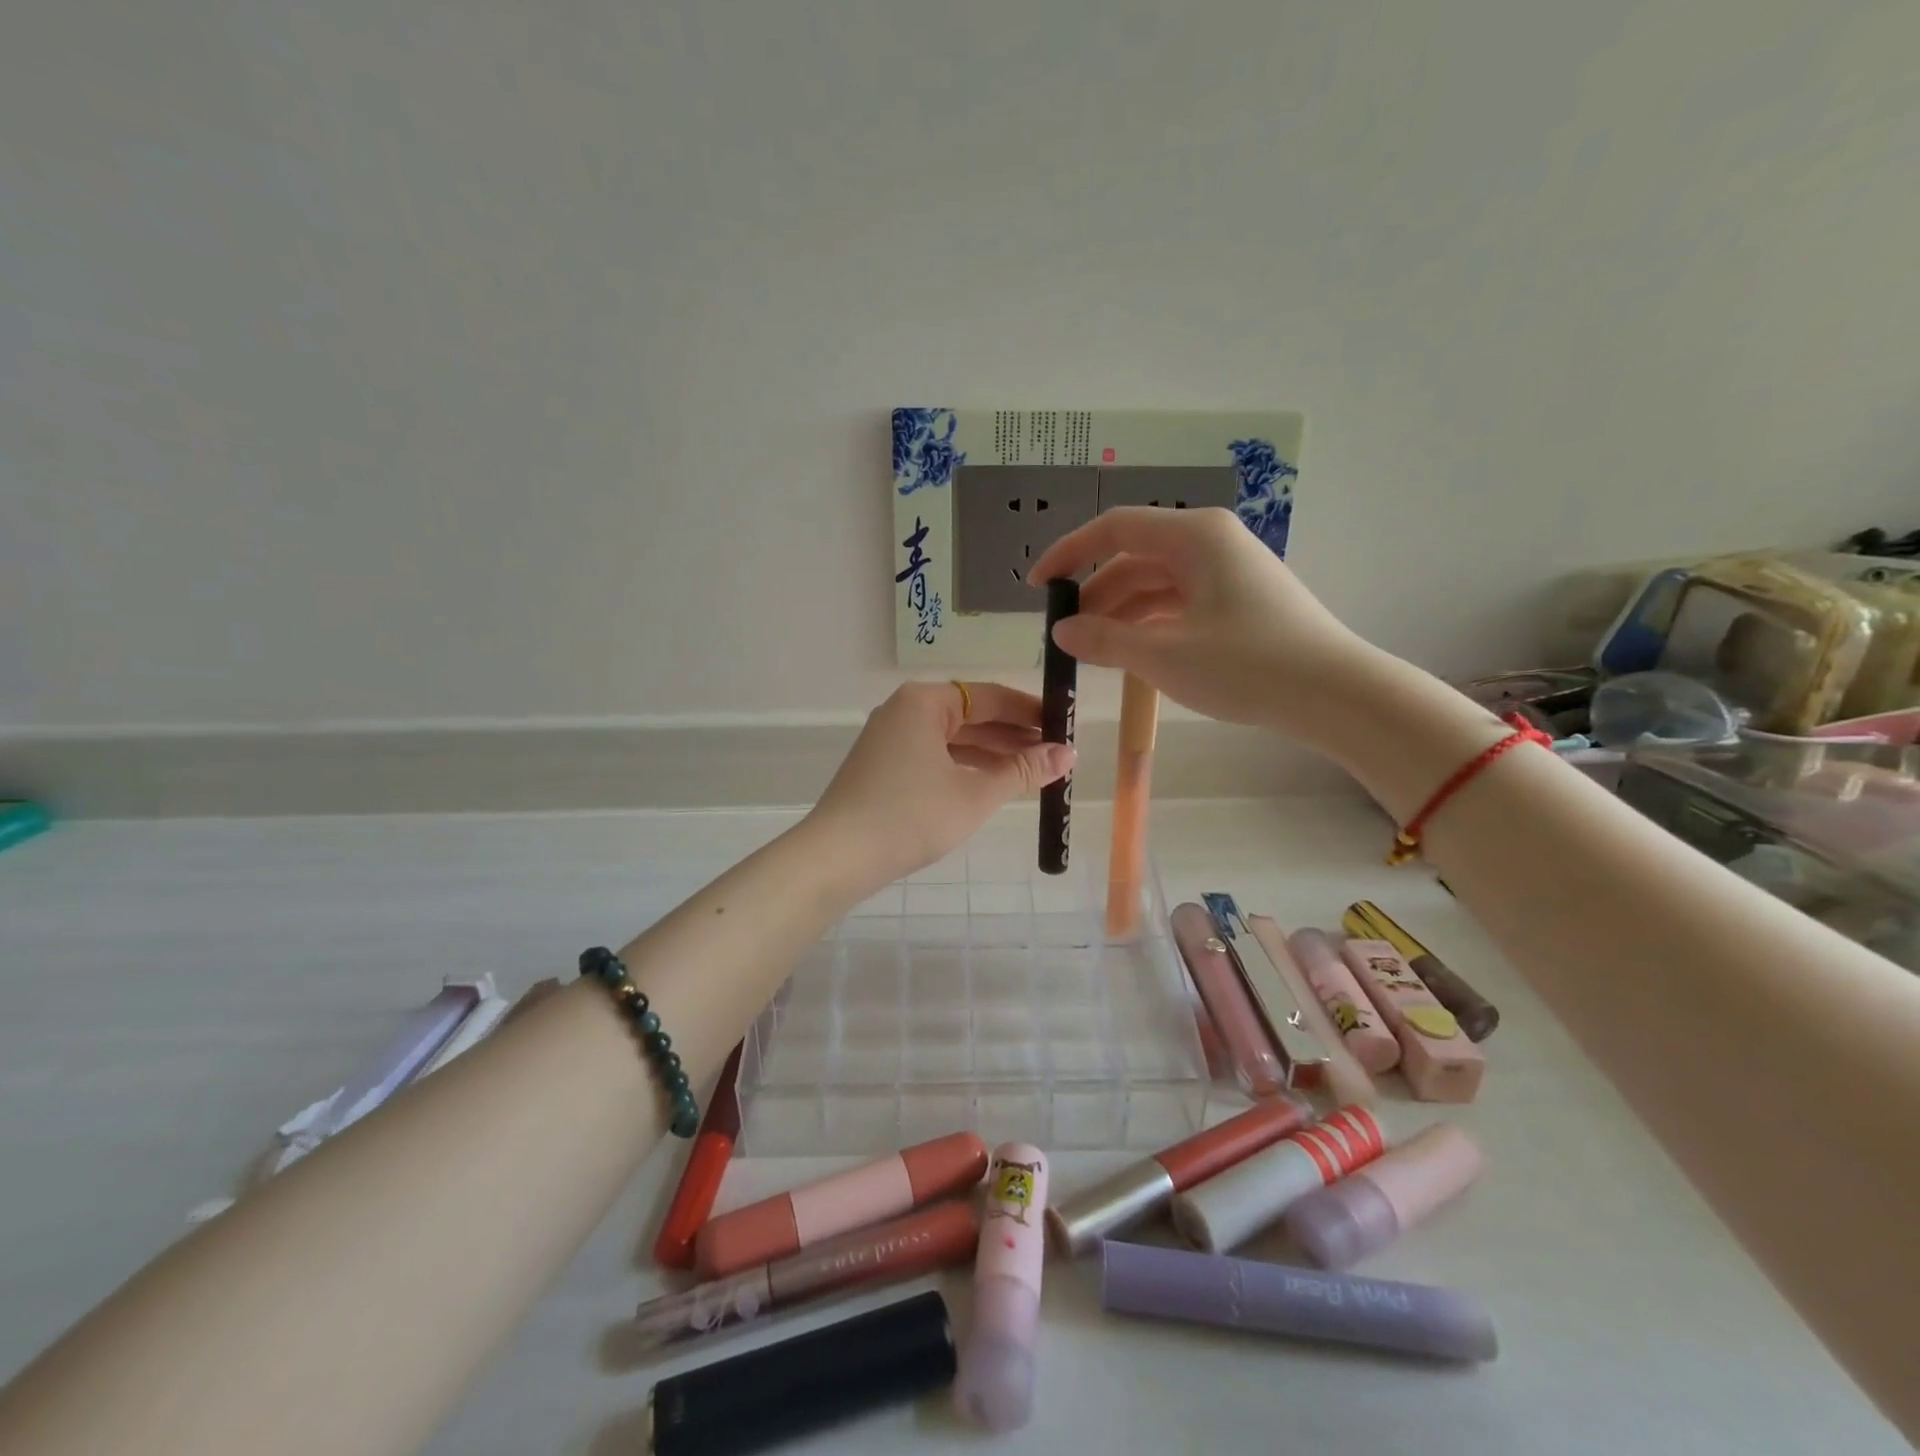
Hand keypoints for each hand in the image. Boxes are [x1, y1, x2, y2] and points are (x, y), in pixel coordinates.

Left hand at [806, 682, 1074, 892]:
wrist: (838, 857)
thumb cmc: (911, 817)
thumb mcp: (975, 794)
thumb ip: (1023, 771)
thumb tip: (1068, 753)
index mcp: (925, 702)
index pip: (990, 696)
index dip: (1030, 711)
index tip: (1064, 726)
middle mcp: (905, 710)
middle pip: (971, 715)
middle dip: (1013, 735)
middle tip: (1056, 753)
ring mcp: (890, 738)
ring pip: (953, 738)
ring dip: (992, 753)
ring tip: (1033, 770)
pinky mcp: (883, 765)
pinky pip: (935, 755)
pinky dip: (965, 766)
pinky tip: (992, 782)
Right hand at [1027, 507, 1372, 744]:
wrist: (1335, 694)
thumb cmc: (1246, 665)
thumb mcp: (1164, 655)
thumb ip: (1104, 639)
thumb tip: (1061, 631)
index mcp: (1193, 535)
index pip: (1113, 529)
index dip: (1068, 554)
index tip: (1038, 586)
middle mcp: (1209, 541)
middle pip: (1134, 558)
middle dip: (1095, 595)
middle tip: (1065, 635)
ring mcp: (1227, 570)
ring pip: (1156, 583)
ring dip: (1120, 613)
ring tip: (1092, 651)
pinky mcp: (1239, 599)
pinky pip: (1179, 602)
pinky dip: (1150, 623)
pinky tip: (1132, 653)